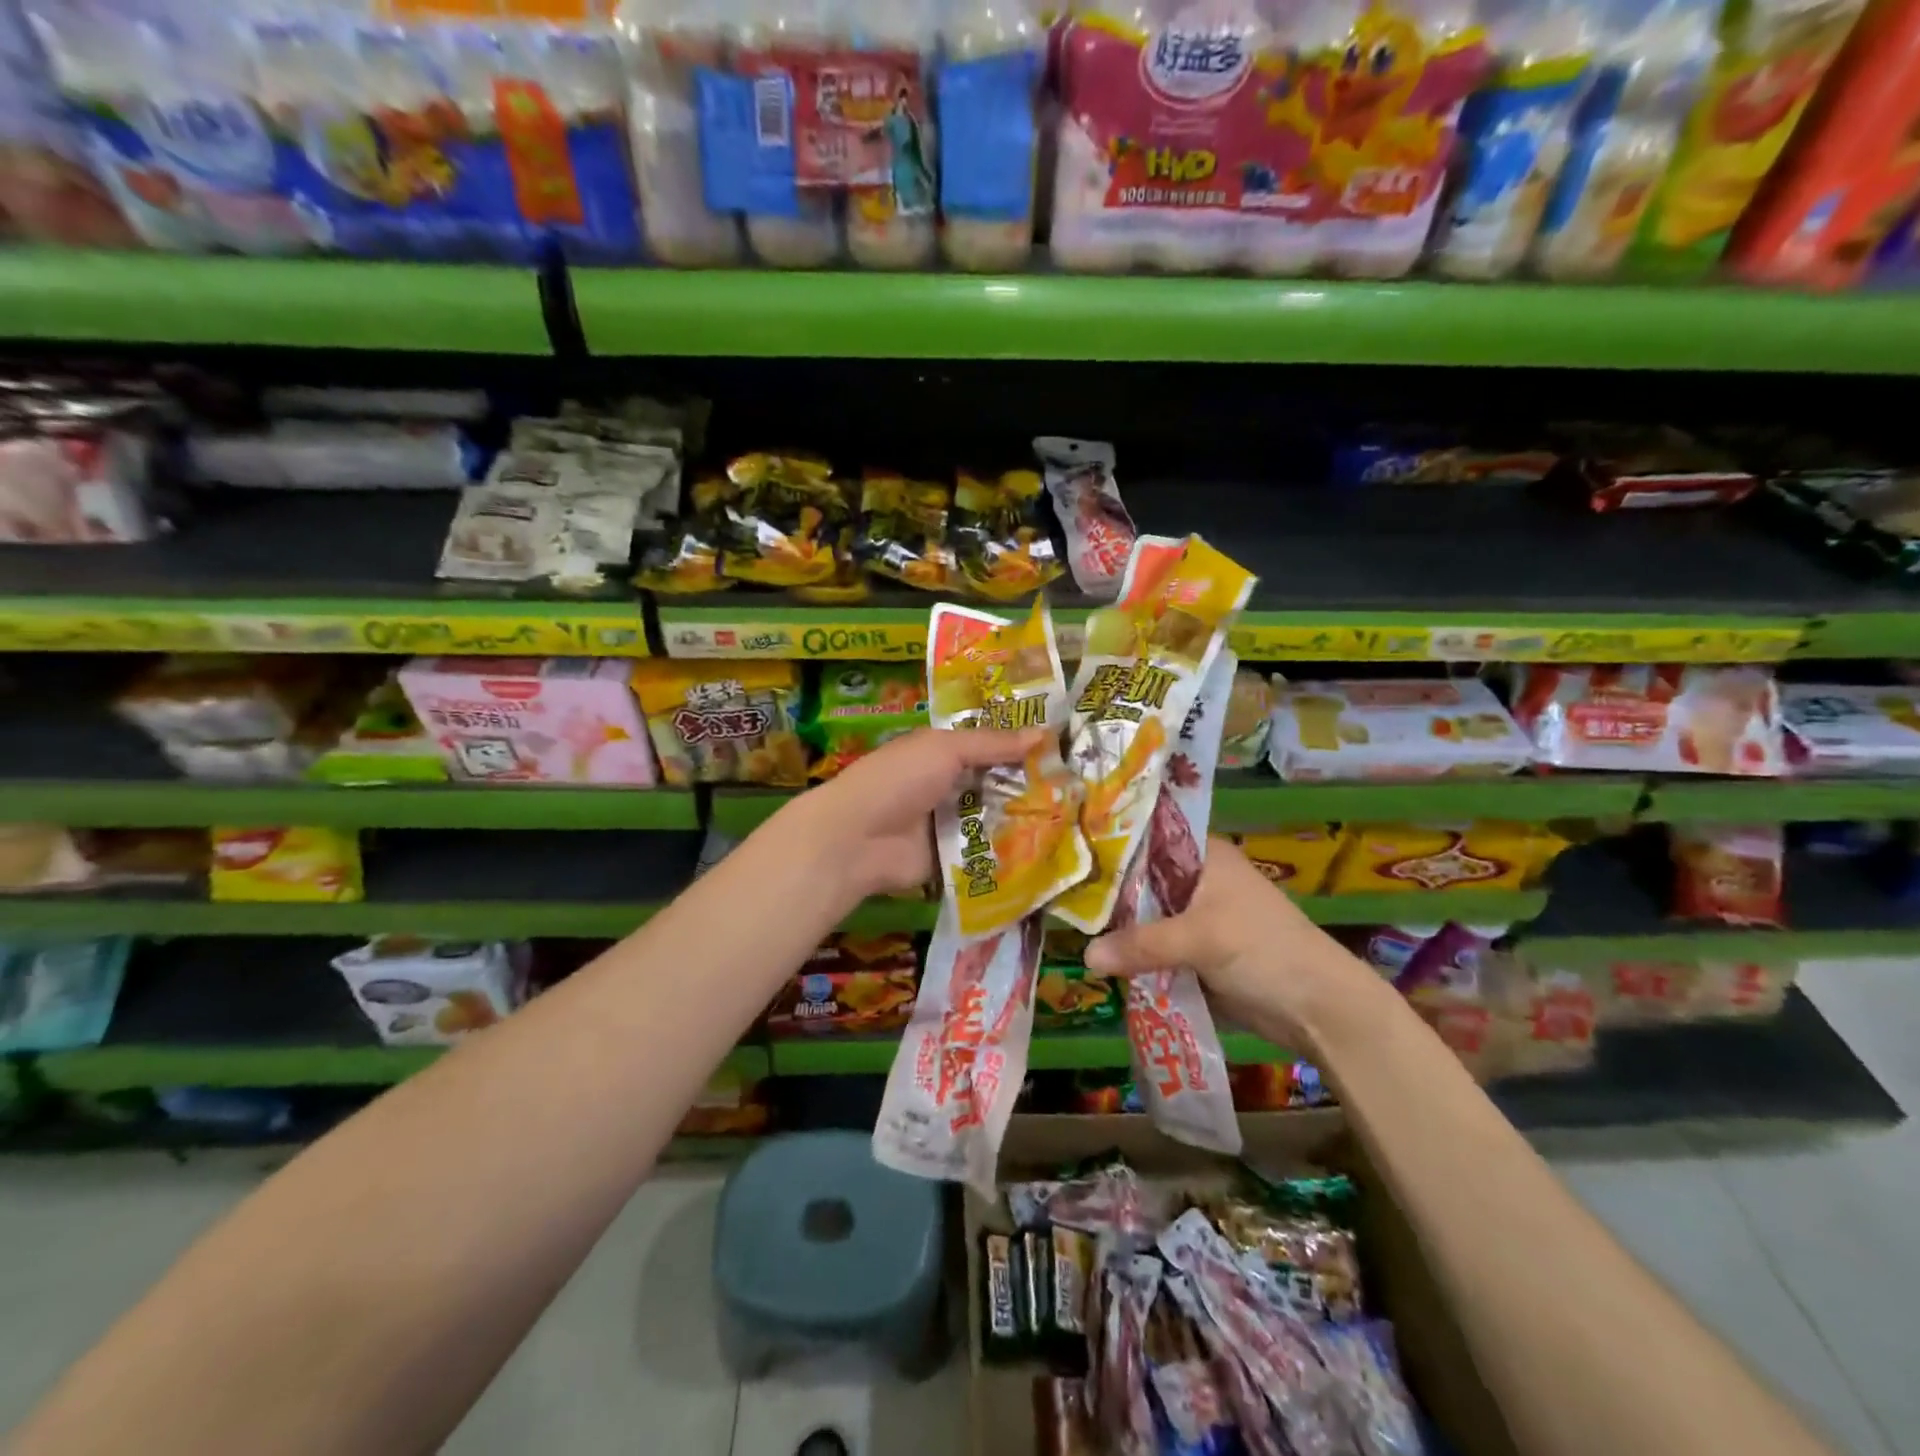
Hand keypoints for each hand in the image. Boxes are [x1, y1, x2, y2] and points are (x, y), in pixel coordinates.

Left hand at [769, 726, 1049, 906]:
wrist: (858, 838)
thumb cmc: (899, 779)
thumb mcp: (946, 749)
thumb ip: (992, 743)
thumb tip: (1043, 733)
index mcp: (942, 754)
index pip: (989, 747)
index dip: (1022, 748)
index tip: (1066, 750)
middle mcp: (949, 787)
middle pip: (996, 785)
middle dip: (1032, 787)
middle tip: (1081, 790)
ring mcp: (950, 825)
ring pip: (996, 820)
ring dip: (1027, 821)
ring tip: (1077, 821)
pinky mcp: (952, 860)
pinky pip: (987, 854)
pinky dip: (1011, 854)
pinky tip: (1052, 853)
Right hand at [1083, 837, 1385, 1053]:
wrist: (1319, 1009)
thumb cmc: (1265, 951)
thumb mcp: (1202, 939)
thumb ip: (1143, 945)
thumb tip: (1086, 957)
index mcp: (1202, 855)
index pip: (1146, 837)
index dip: (1109, 842)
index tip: (1066, 847)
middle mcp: (1194, 878)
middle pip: (1139, 879)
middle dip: (1104, 890)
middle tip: (1055, 891)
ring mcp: (1193, 916)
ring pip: (1142, 915)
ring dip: (1115, 925)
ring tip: (1063, 922)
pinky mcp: (1193, 951)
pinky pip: (1151, 946)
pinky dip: (1130, 952)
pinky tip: (1095, 955)